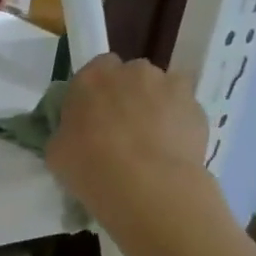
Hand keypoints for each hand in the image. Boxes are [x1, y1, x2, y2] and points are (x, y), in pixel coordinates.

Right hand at [44, 55, 216, 242]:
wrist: (146, 186)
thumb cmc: (89, 165)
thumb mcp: (56, 150)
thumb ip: (67, 130)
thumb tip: (76, 132)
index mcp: (92, 77)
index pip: (96, 69)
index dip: (96, 91)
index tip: (93, 114)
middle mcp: (132, 71)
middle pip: (131, 76)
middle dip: (128, 95)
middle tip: (121, 128)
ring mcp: (170, 86)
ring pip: (162, 90)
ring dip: (156, 106)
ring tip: (150, 142)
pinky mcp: (198, 107)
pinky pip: (184, 110)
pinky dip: (178, 124)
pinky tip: (170, 151)